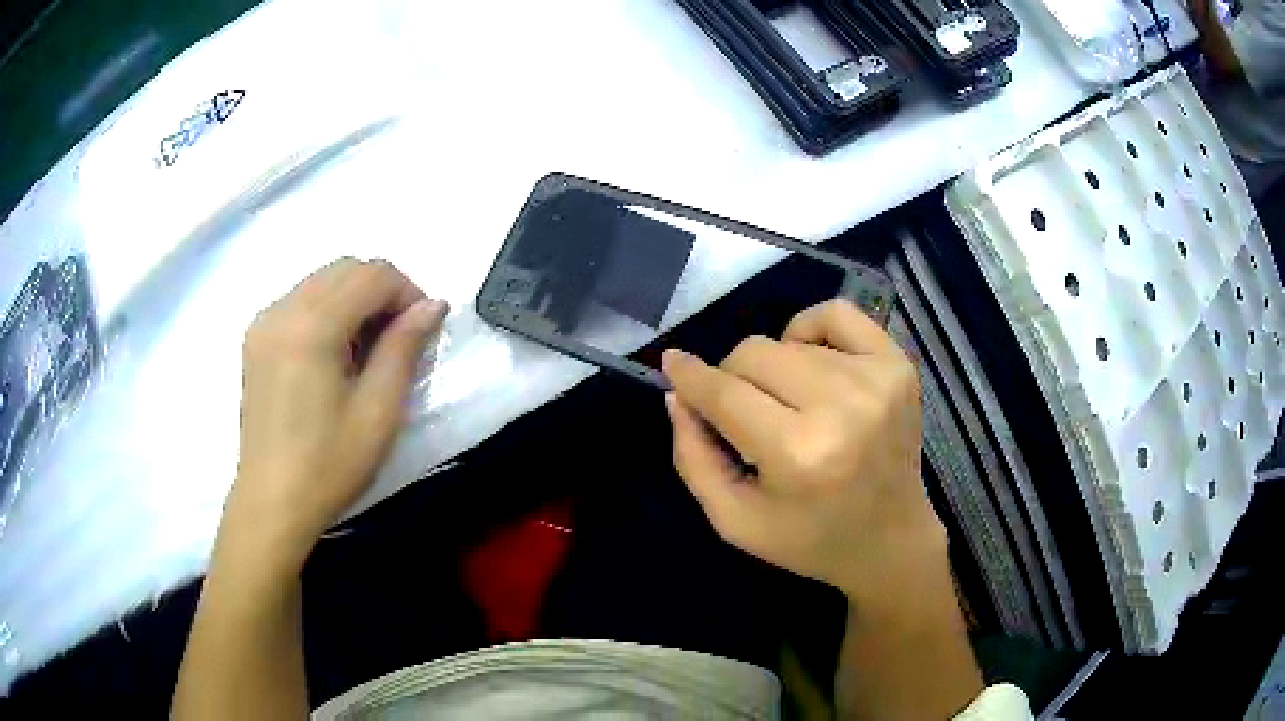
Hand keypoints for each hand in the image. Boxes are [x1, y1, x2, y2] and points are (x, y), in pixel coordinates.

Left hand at [225, 258, 447, 564]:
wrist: (272, 502)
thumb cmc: (329, 464)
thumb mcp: (379, 411)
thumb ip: (404, 347)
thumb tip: (433, 305)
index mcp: (312, 325)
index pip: (372, 274)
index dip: (407, 292)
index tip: (422, 331)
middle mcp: (283, 308)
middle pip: (346, 268)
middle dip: (382, 291)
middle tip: (399, 339)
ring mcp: (264, 321)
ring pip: (322, 280)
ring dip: (355, 299)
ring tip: (368, 349)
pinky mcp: (256, 338)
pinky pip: (300, 300)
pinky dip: (328, 310)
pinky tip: (335, 353)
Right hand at [662, 299, 943, 605]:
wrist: (892, 540)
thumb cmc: (810, 539)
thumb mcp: (734, 520)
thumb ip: (693, 458)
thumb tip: (678, 393)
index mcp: (799, 455)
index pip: (726, 393)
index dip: (690, 376)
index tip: (672, 364)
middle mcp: (842, 407)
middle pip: (753, 354)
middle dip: (732, 378)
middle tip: (743, 413)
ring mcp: (877, 379)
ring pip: (788, 341)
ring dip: (774, 368)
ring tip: (787, 405)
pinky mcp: (898, 364)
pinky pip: (836, 313)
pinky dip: (809, 329)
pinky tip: (811, 362)